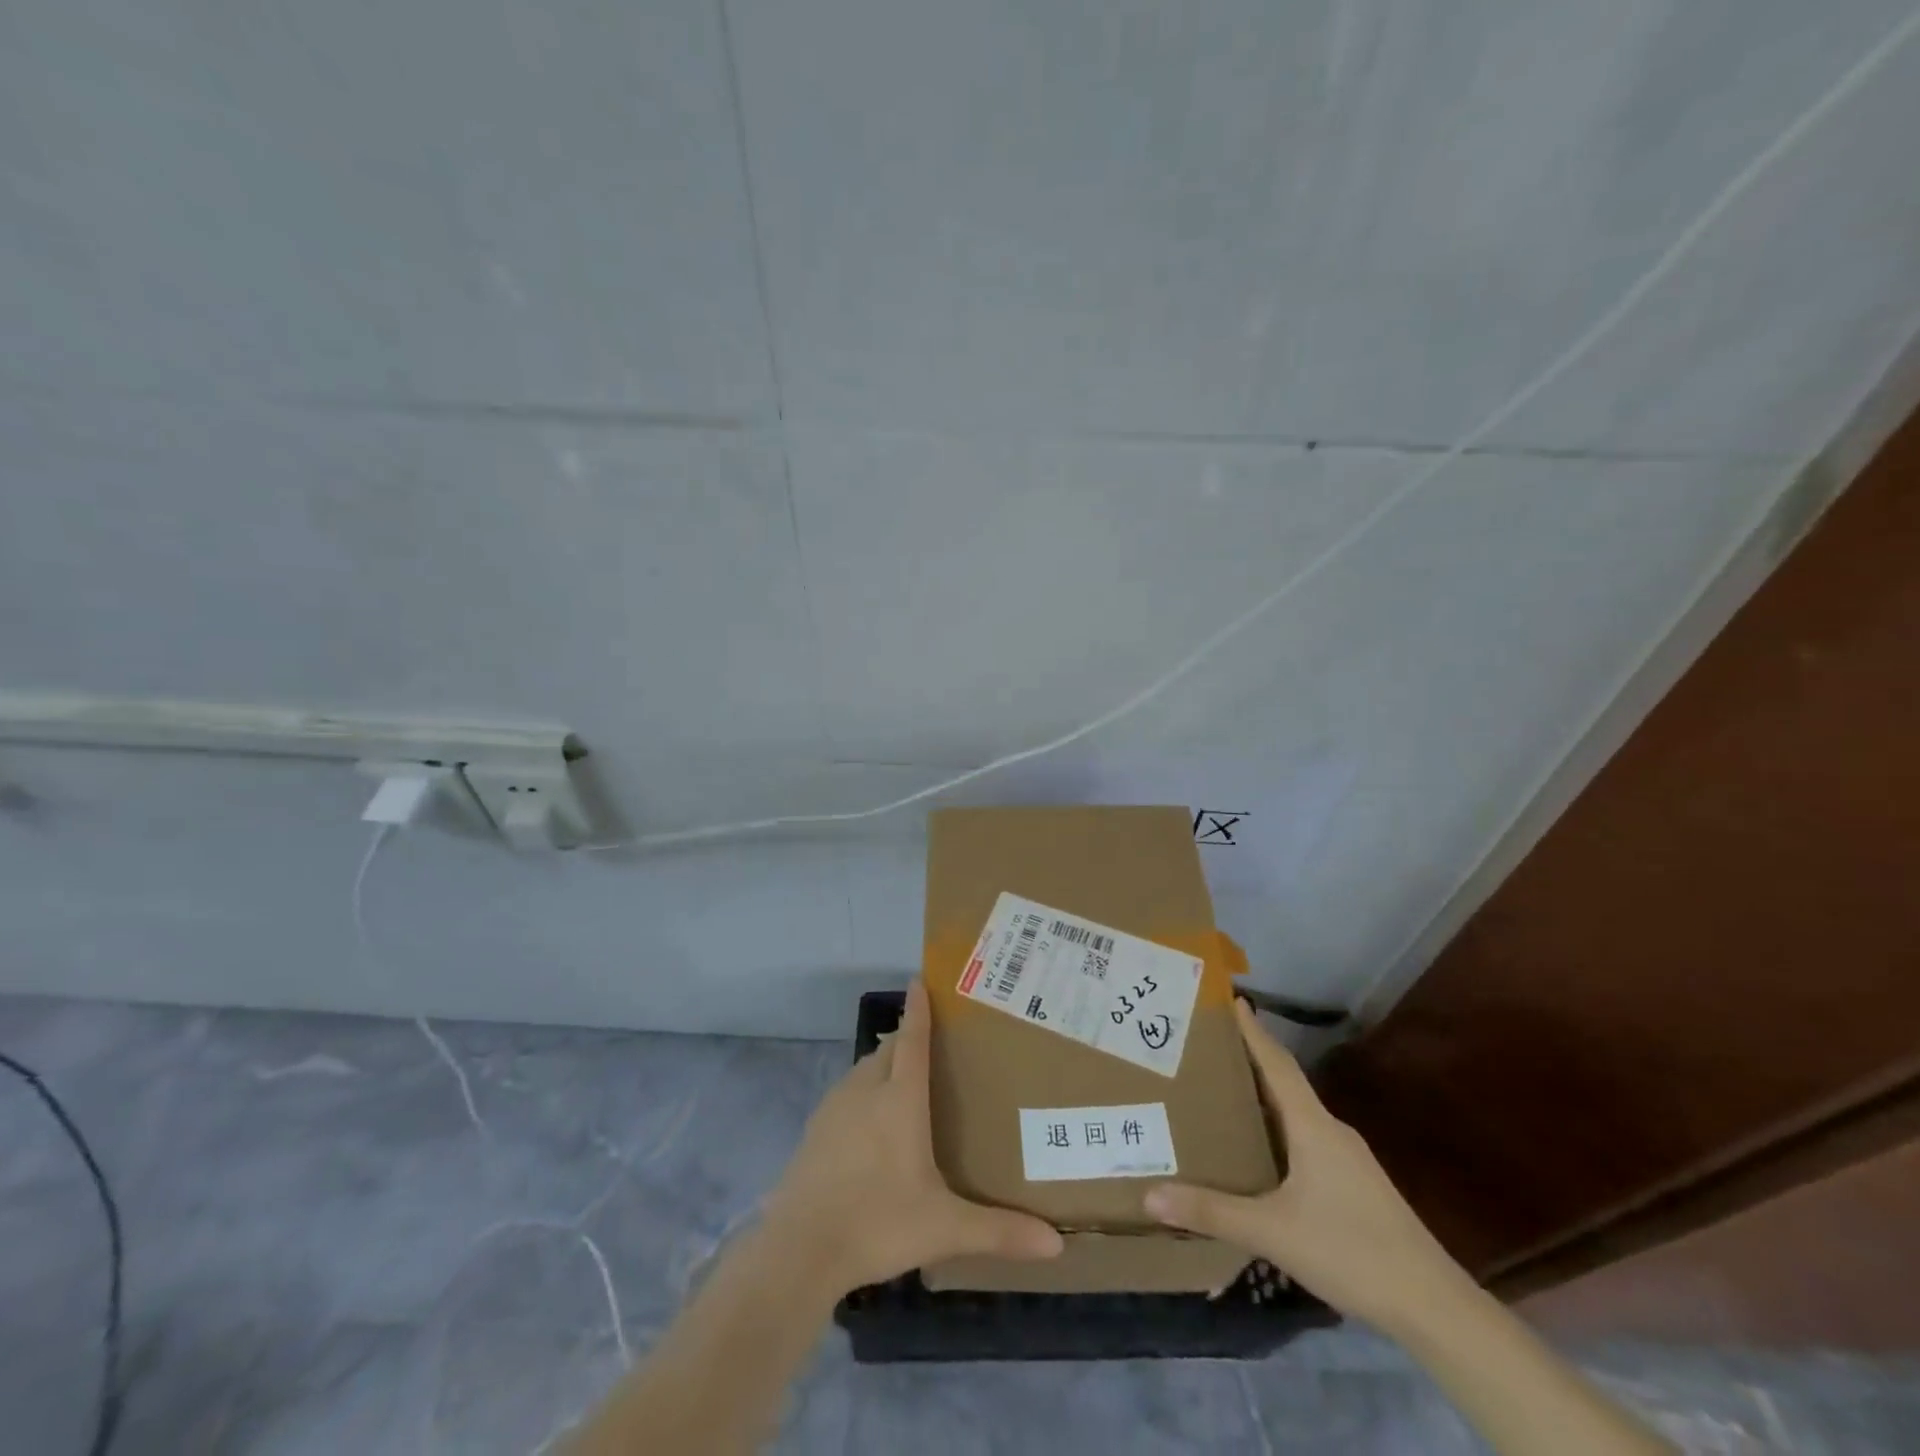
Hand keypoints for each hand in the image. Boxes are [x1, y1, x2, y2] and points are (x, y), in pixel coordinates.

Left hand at [763, 980, 1062, 1296]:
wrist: (799, 1249)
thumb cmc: (878, 1223)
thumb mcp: (944, 1228)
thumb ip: (999, 1232)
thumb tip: (1056, 1244)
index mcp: (900, 1100)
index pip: (912, 1040)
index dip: (918, 1009)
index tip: (920, 979)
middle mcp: (866, 1091)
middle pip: (888, 1050)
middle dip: (906, 1037)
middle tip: (931, 1040)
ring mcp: (834, 1108)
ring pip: (863, 1070)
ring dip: (883, 1064)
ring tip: (903, 1078)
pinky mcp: (814, 1130)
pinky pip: (845, 1093)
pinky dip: (862, 1091)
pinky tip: (869, 1121)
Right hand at [1144, 999, 1471, 1334]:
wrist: (1433, 1307)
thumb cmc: (1351, 1251)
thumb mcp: (1273, 1232)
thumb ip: (1212, 1212)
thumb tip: (1149, 1196)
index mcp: (1313, 1126)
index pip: (1277, 1064)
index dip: (1253, 1031)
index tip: (1231, 998)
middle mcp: (1330, 1131)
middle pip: (1284, 1083)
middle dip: (1249, 1060)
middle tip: (1207, 1046)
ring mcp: (1347, 1159)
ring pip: (1296, 1114)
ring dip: (1262, 1097)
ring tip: (1222, 1093)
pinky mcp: (1354, 1185)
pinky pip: (1306, 1139)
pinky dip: (1277, 1129)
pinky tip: (1259, 1151)